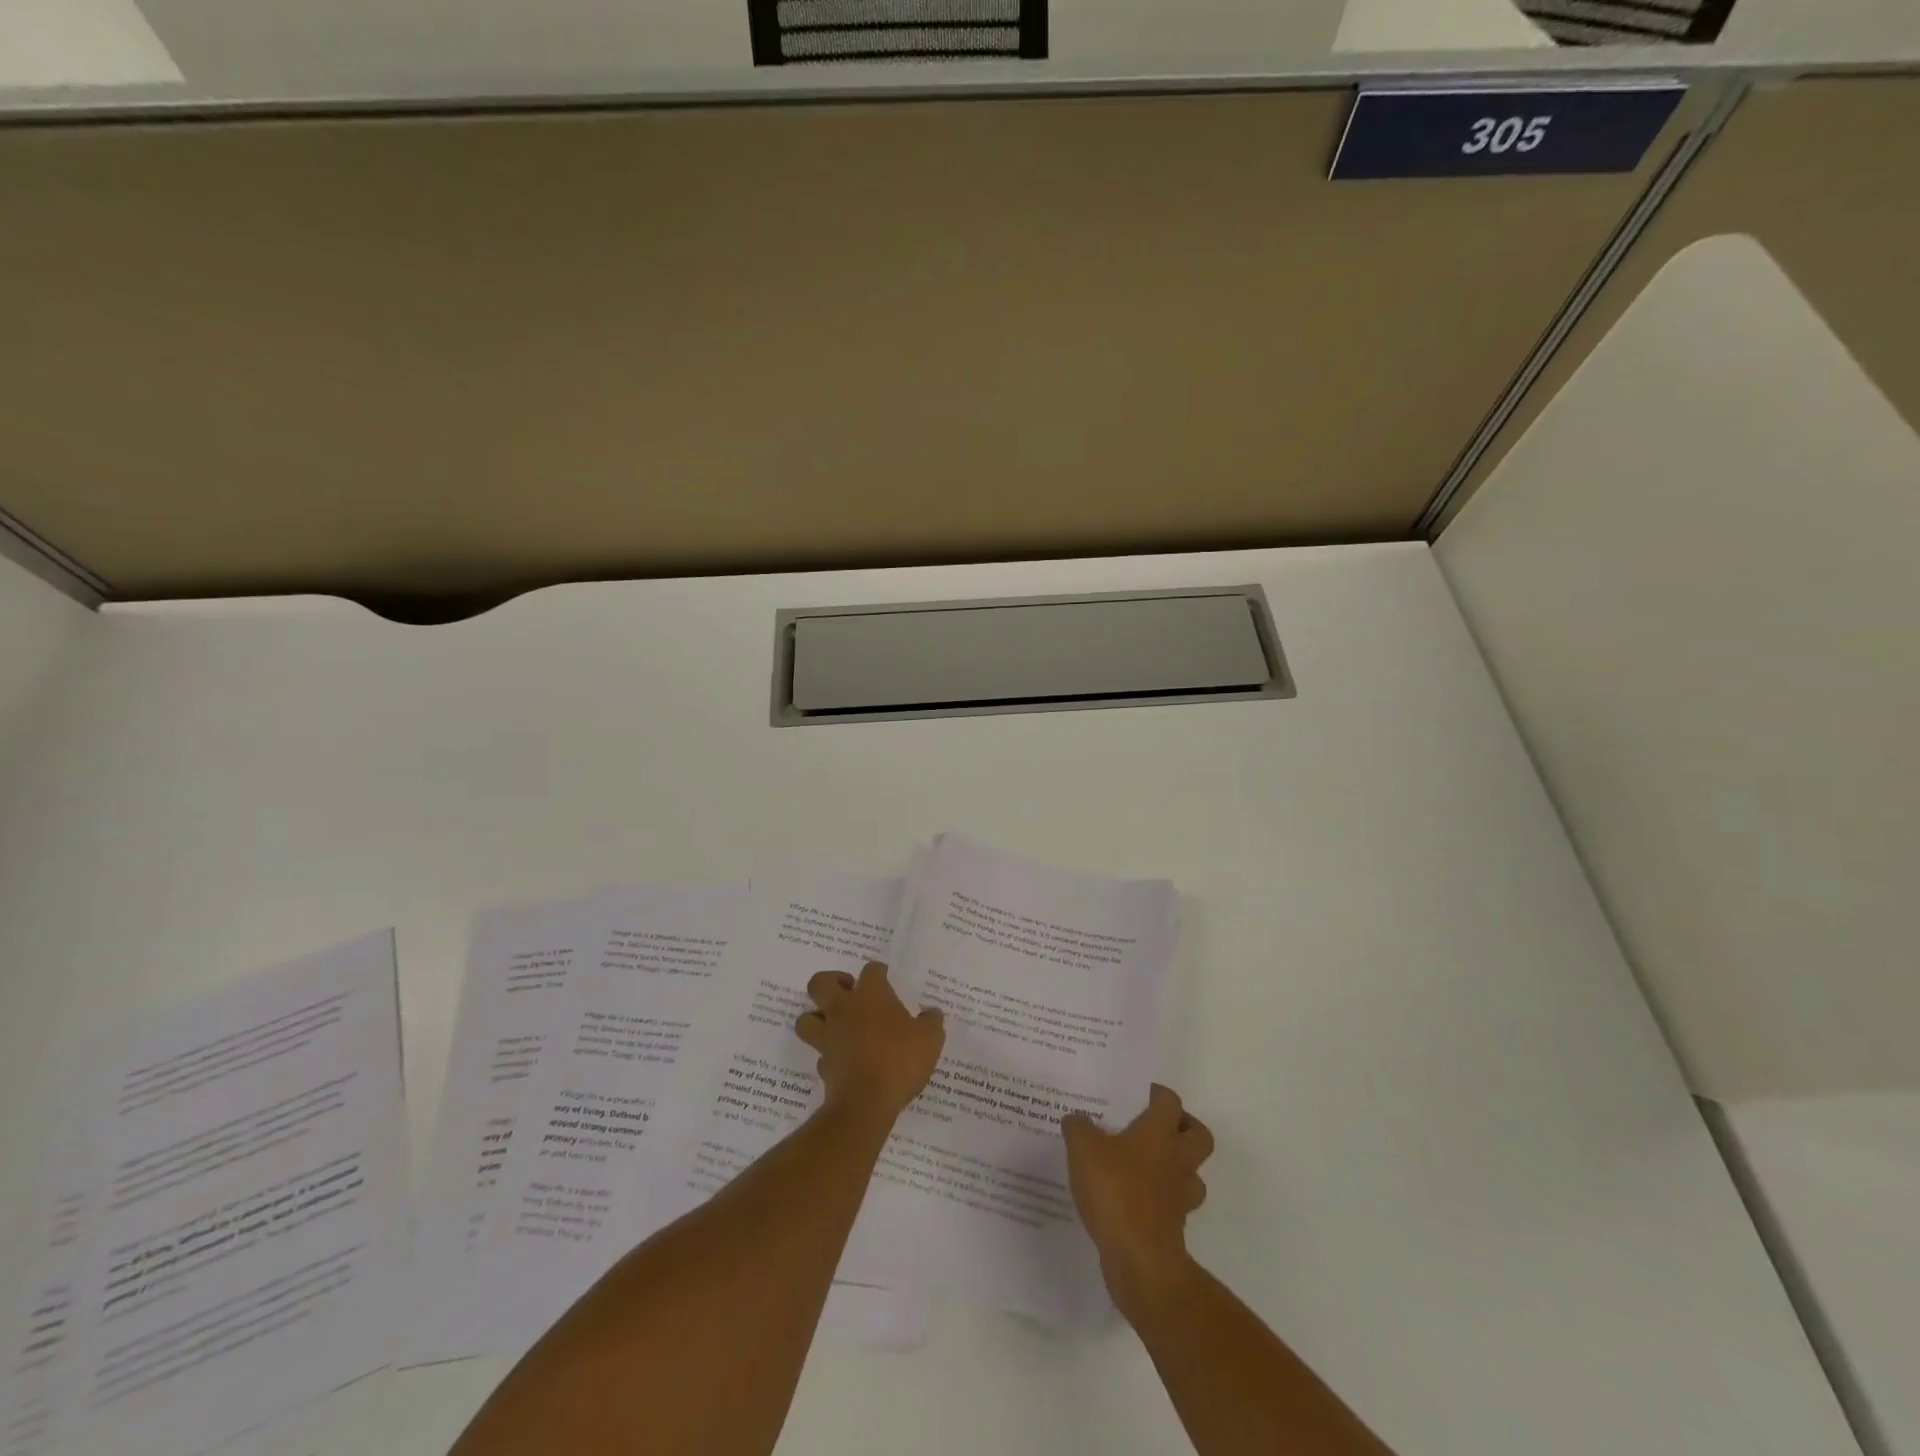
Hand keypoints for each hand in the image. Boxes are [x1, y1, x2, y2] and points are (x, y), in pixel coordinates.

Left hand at [795, 961, 944, 1124]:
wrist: (866, 1104)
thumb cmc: (899, 1060)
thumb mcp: (930, 1039)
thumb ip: (931, 1022)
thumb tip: (932, 1013)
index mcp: (870, 995)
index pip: (870, 970)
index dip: (878, 972)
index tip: (886, 978)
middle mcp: (843, 1010)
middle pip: (820, 983)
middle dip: (831, 983)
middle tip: (849, 992)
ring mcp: (828, 1038)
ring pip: (806, 1018)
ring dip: (817, 1018)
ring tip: (837, 1024)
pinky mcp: (823, 1066)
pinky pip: (820, 1053)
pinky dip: (829, 1054)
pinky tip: (844, 1059)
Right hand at [1062, 1084, 1213, 1314]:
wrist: (1140, 1260)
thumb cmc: (1116, 1191)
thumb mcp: (1083, 1149)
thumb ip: (1078, 1127)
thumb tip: (1076, 1119)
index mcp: (1160, 1132)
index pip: (1170, 1101)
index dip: (1157, 1094)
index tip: (1138, 1094)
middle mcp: (1178, 1160)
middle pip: (1199, 1135)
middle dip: (1183, 1128)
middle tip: (1154, 1127)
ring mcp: (1180, 1196)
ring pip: (1191, 1174)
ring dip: (1175, 1167)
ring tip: (1143, 1165)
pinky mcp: (1174, 1227)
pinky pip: (1173, 1205)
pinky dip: (1159, 1200)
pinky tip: (1131, 1199)